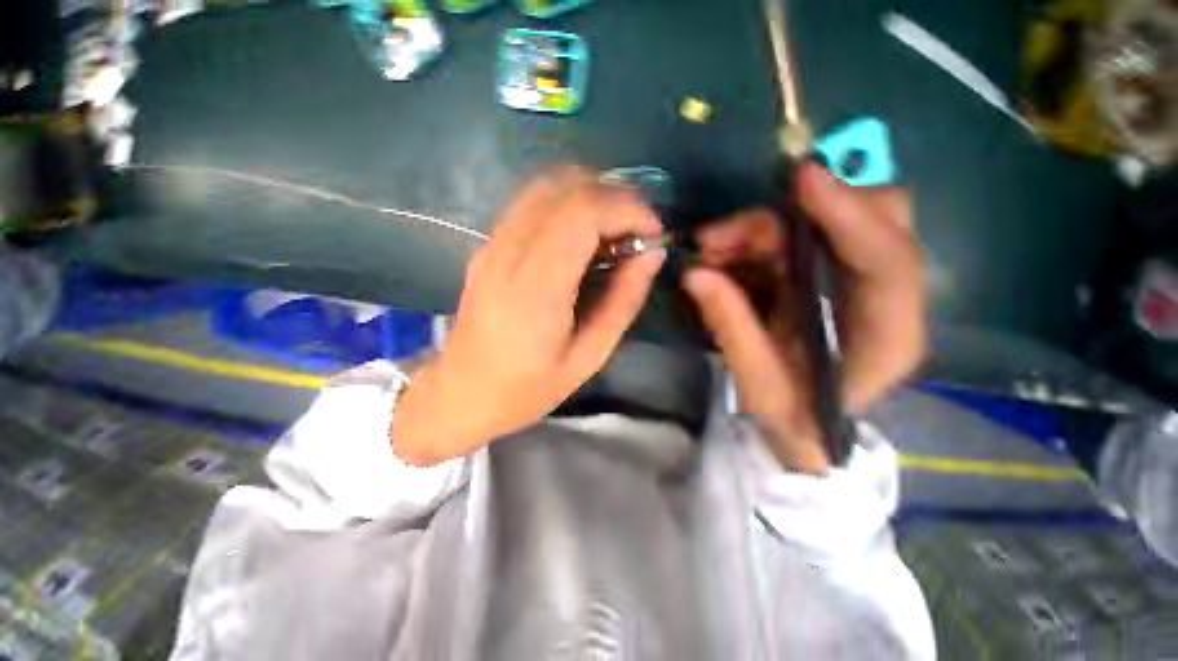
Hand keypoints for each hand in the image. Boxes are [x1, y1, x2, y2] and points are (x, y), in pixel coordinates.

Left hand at [391, 167, 665, 464]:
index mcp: (537, 288)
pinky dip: (568, 201)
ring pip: (546, 186)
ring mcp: (493, 244)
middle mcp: (509, 253)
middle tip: (640, 228)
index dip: (627, 209)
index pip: (583, 214)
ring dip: (592, 194)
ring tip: (617, 226)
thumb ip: (623, 301)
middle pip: (566, 190)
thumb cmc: (528, 388)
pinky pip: (531, 202)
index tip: (654, 231)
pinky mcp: (488, 245)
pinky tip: (584, 231)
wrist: (460, 394)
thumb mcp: (589, 356)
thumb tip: (652, 254)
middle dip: (615, 196)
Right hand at [682, 163, 925, 473]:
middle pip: (875, 220)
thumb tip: (695, 275)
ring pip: (828, 223)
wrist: (809, 430)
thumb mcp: (759, 385)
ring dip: (763, 229)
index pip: (888, 261)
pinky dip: (759, 240)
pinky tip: (724, 255)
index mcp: (889, 336)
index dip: (848, 214)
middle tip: (727, 235)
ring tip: (709, 249)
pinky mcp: (833, 276)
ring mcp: (861, 282)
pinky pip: (801, 238)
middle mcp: (888, 298)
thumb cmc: (794, 419)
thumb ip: (731, 327)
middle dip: (797, 215)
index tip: (802, 180)